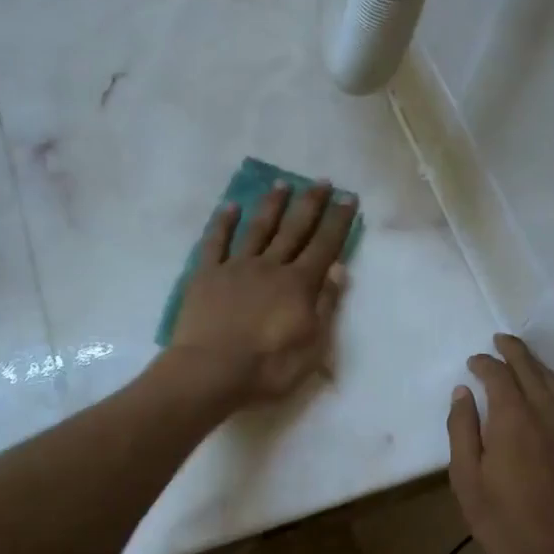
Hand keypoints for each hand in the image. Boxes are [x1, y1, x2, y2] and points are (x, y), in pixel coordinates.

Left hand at [166, 179, 356, 408]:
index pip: (325, 245)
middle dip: (310, 204)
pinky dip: (223, 223)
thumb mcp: (312, 346)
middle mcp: (270, 266)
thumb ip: (326, 305)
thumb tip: (338, 270)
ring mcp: (236, 267)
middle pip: (294, 229)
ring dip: (272, 205)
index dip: (338, 221)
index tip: (347, 197)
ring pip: (258, 228)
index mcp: (299, 284)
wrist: (211, 371)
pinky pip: (216, 242)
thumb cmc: (268, 367)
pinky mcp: (206, 275)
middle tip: (321, 181)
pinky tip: (230, 206)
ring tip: (282, 183)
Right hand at [447, 334, 553, 553]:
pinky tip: (542, 393)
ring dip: (535, 364)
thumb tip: (463, 393)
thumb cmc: (503, 520)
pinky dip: (550, 385)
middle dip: (513, 350)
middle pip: (530, 368)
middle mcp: (545, 413)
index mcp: (512, 417)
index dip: (484, 363)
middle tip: (499, 340)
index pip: (499, 374)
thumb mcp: (466, 478)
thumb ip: (462, 430)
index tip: (472, 362)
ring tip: (521, 358)